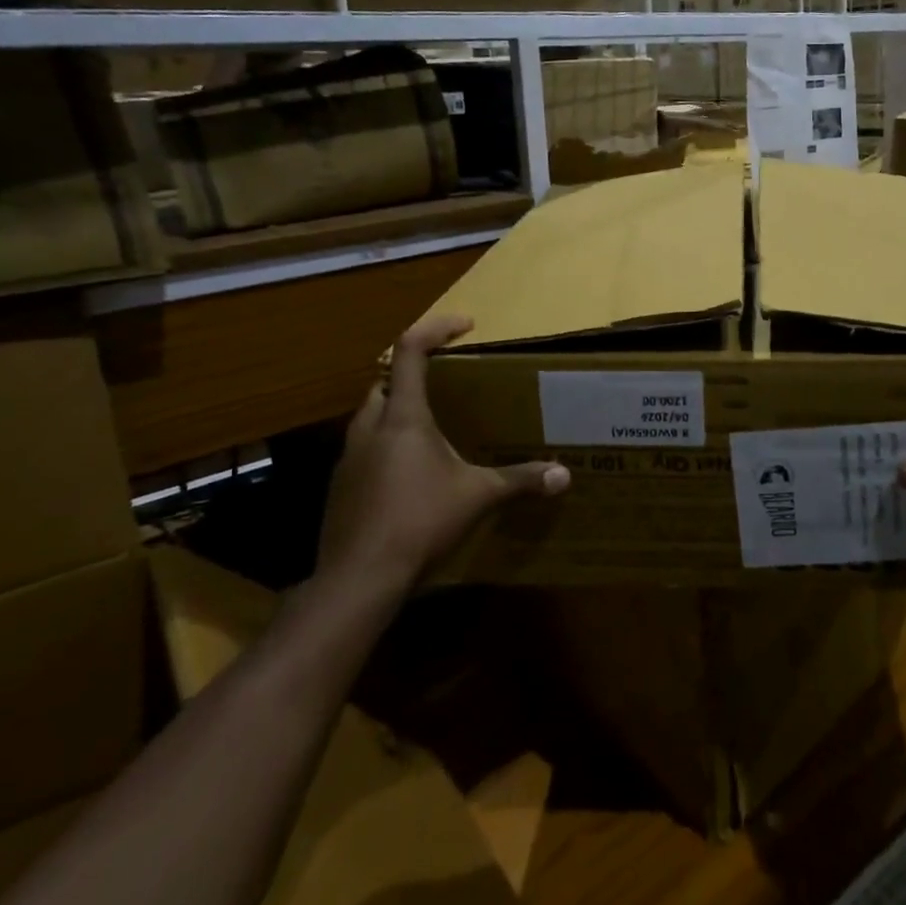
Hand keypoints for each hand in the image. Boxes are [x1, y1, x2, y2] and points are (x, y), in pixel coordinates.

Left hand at [316, 314, 568, 602]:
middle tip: (447, 385)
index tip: (466, 325)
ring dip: (397, 412)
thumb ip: (520, 481)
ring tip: (432, 430)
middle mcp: (370, 429)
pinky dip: (385, 448)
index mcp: (404, 418)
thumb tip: (564, 476)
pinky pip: (364, 451)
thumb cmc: (419, 522)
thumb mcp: (478, 497)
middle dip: (413, 375)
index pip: (410, 351)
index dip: (436, 329)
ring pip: (370, 417)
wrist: (358, 579)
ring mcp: (349, 459)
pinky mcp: (341, 488)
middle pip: (385, 383)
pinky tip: (409, 476)